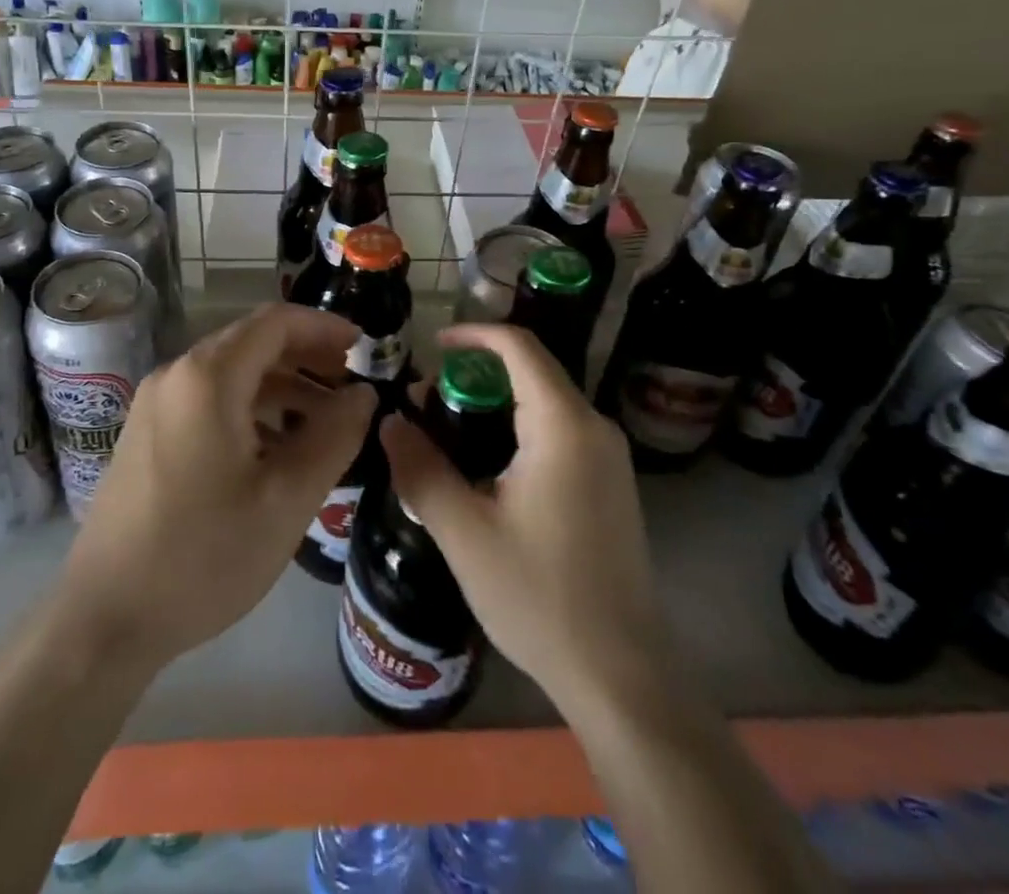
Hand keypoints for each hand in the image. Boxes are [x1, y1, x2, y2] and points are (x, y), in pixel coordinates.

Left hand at [57, 303, 374, 672]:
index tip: (364, 346)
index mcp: (208, 378)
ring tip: (324, 420)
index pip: (276, 322)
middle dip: (306, 356)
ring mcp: (155, 404)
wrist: (104, 620)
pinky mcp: (146, 433)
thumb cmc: (204, 556)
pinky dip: (250, 407)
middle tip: (350, 385)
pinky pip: (208, 399)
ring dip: (281, 385)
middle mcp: (176, 375)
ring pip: (231, 372)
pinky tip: (276, 447)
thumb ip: (334, 436)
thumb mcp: (287, 499)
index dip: (324, 326)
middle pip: (252, 342)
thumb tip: (364, 394)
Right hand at [382, 323, 660, 716]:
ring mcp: (609, 457)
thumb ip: (420, 468)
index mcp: (564, 425)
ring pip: (545, 402)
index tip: (433, 347)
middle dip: (477, 375)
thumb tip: (389, 421)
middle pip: (532, 371)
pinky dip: (519, 427)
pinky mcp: (610, 483)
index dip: (473, 335)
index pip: (519, 346)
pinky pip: (560, 431)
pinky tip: (488, 467)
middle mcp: (595, 427)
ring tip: (449, 434)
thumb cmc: (539, 596)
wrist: (619, 673)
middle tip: (429, 405)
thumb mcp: (464, 532)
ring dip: (496, 403)